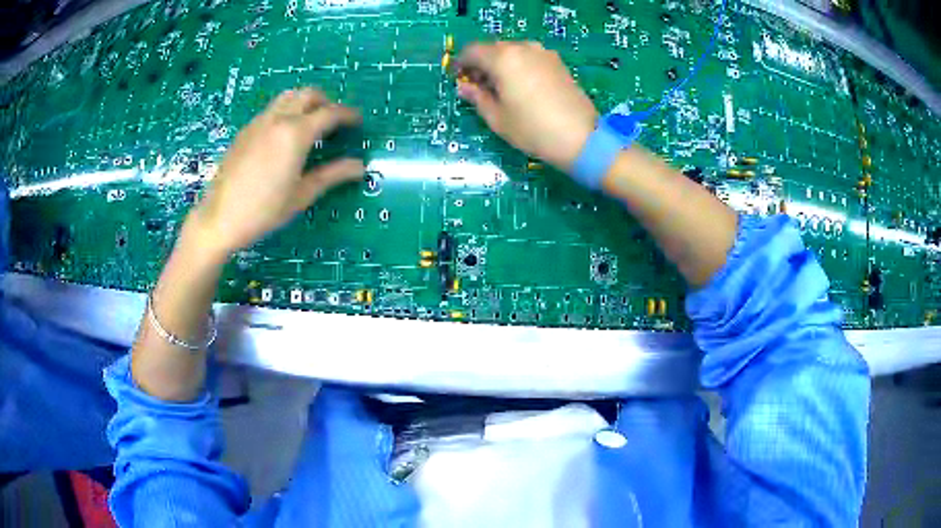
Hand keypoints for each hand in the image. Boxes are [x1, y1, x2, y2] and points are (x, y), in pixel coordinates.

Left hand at [186, 88, 363, 257]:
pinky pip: (272, 109)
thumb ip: (331, 175)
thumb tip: (359, 166)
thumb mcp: (301, 195)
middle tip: (334, 122)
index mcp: (296, 134)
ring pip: (288, 96)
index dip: (348, 115)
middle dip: (327, 102)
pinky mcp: (245, 130)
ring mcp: (259, 122)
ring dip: (305, 102)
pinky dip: (287, 111)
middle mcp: (278, 119)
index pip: (330, 113)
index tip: (358, 121)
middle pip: (309, 94)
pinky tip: (284, 137)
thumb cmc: (263, 211)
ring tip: (310, 124)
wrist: (219, 218)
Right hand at [456, 41, 597, 172]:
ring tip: (500, 88)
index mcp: (503, 58)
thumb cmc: (533, 129)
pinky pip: (529, 57)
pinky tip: (520, 86)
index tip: (458, 78)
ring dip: (500, 64)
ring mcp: (543, 53)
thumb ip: (476, 97)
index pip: (472, 51)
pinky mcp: (557, 62)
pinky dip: (518, 66)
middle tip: (478, 86)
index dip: (461, 64)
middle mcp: (522, 48)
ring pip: (512, 51)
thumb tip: (464, 87)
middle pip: (492, 48)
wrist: (581, 137)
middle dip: (481, 64)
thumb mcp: (497, 117)